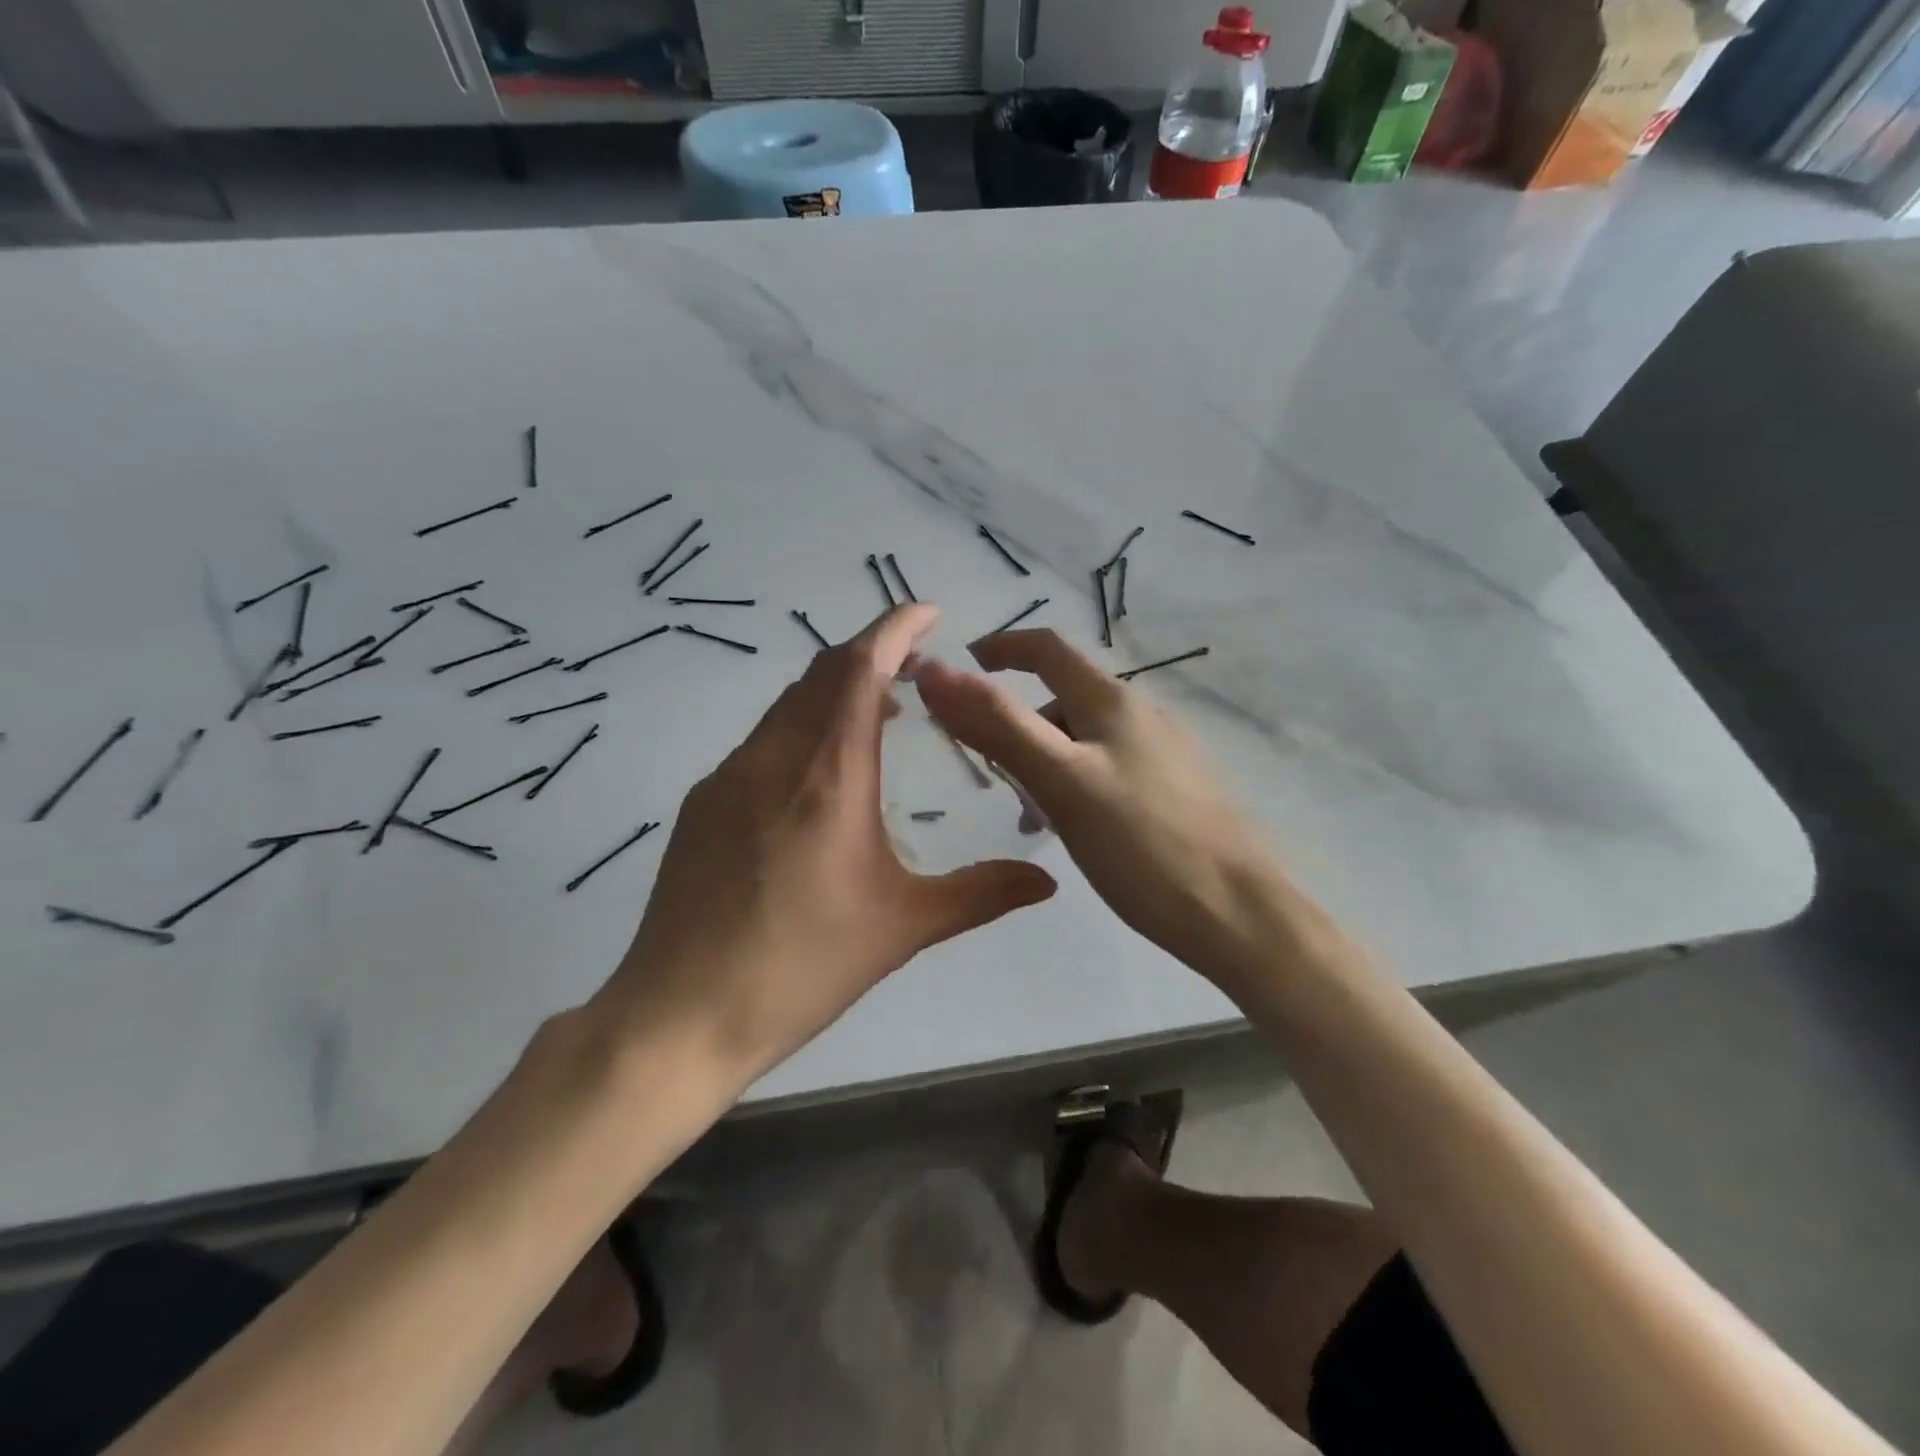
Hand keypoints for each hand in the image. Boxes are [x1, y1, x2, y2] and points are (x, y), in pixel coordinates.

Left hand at [598, 604, 1056, 1088]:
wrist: (680, 1014)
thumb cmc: (801, 967)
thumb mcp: (903, 928)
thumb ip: (981, 893)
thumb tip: (1048, 881)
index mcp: (829, 776)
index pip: (860, 669)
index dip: (895, 628)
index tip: (929, 611)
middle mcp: (774, 758)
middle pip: (822, 673)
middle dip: (872, 655)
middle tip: (918, 669)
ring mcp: (728, 778)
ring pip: (788, 705)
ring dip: (835, 692)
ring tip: (879, 714)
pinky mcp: (702, 804)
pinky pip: (762, 740)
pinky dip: (801, 728)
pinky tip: (819, 773)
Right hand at [916, 630, 1285, 991]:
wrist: (1240, 915)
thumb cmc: (1143, 845)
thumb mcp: (1061, 782)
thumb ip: (998, 726)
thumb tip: (936, 673)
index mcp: (1114, 702)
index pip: (1048, 649)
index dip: (1001, 648)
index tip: (960, 668)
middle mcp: (1143, 716)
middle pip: (1064, 698)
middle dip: (1018, 722)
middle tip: (988, 770)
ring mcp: (1167, 754)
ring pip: (1086, 740)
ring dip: (1045, 761)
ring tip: (1029, 816)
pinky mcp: (1179, 792)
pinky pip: (1111, 770)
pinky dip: (1076, 784)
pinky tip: (1075, 831)